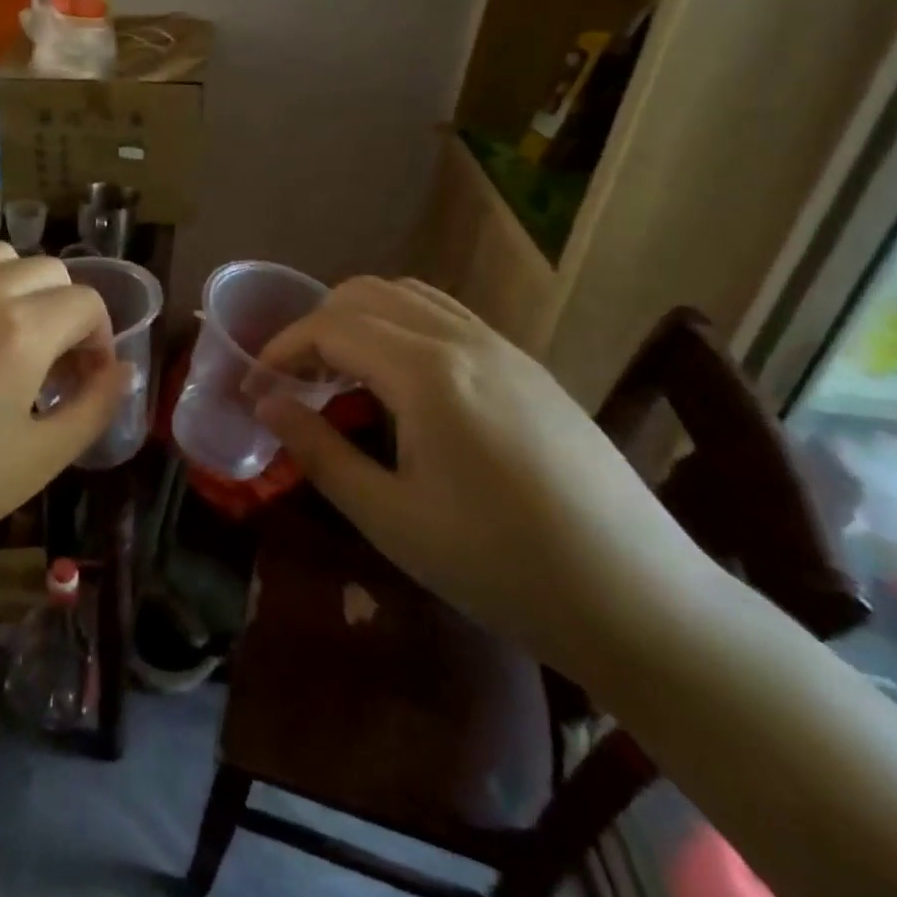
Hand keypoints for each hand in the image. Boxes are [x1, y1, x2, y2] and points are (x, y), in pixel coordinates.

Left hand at [0, 243, 129, 573]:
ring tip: (12, 343)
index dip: (101, 340)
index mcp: (22, 328)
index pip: (86, 302)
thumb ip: (94, 408)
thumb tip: (122, 371)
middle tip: (55, 367)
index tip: (88, 382)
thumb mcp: (39, 460)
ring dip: (23, 289)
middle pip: (48, 271)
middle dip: (67, 311)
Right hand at [255, 277, 715, 674]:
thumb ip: (319, 450)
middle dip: (315, 327)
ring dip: (360, 320)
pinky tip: (402, 383)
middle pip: (365, 295)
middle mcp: (464, 340)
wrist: (641, 601)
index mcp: (426, 372)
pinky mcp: (528, 367)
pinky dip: (402, 327)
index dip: (280, 350)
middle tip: (295, 381)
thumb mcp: (390, 517)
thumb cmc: (500, 566)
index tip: (255, 389)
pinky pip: (447, 317)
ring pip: (409, 296)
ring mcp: (503, 347)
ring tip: (342, 375)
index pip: (330, 327)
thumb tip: (267, 405)